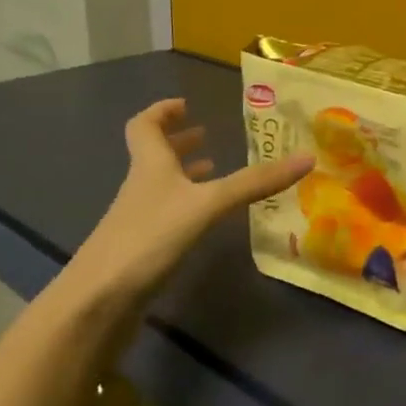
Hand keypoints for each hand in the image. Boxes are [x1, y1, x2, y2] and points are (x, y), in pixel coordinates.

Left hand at [66, 97, 311, 300]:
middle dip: (178, 142)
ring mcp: (138, 219)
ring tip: (213, 171)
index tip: (184, 104)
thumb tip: (308, 157)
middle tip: (206, 134)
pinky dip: (187, 208)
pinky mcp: (141, 249)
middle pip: (153, 155)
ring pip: (161, 186)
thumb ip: (255, 182)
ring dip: (184, 175)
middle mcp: (141, 186)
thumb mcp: (208, 204)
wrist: (97, 301)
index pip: (144, 126)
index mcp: (150, 165)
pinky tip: (205, 220)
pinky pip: (167, 215)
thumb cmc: (148, 237)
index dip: (161, 111)